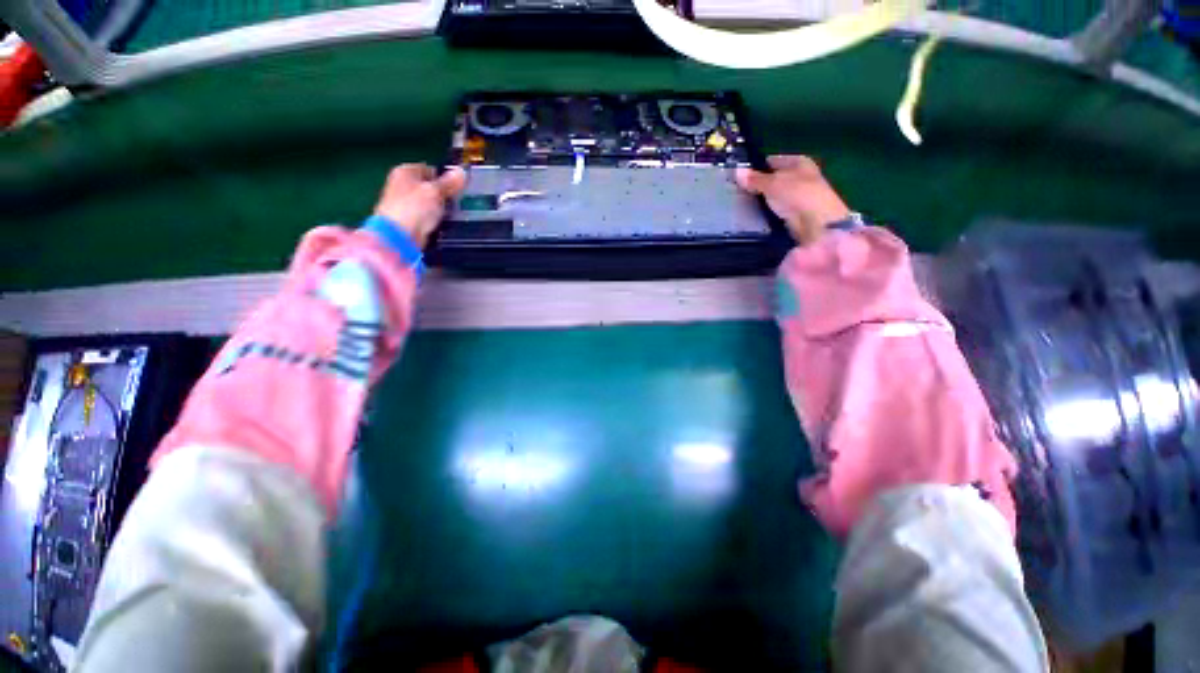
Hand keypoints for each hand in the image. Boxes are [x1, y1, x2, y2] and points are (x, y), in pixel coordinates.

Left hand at [373, 164, 467, 247]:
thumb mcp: (435, 191)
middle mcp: (403, 185)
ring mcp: (406, 204)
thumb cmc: (414, 208)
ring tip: (454, 214)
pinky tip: (444, 224)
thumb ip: (449, 182)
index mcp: (405, 171)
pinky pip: (429, 217)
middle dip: (444, 194)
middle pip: (430, 187)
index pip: (430, 169)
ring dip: (442, 209)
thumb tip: (461, 171)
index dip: (445, 177)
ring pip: (431, 203)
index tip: (458, 187)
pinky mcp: (411, 220)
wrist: (399, 236)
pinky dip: (436, 220)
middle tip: (458, 201)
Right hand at [736, 155, 851, 245]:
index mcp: (799, 162)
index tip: (741, 175)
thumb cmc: (797, 195)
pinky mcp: (798, 214)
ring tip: (744, 206)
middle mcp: (802, 176)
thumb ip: (754, 179)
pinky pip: (778, 210)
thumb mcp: (771, 184)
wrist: (817, 224)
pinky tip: (757, 217)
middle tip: (738, 192)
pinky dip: (769, 213)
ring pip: (776, 196)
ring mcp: (801, 196)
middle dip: (760, 185)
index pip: (774, 160)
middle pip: (776, 178)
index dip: (758, 166)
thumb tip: (737, 170)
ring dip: (764, 200)